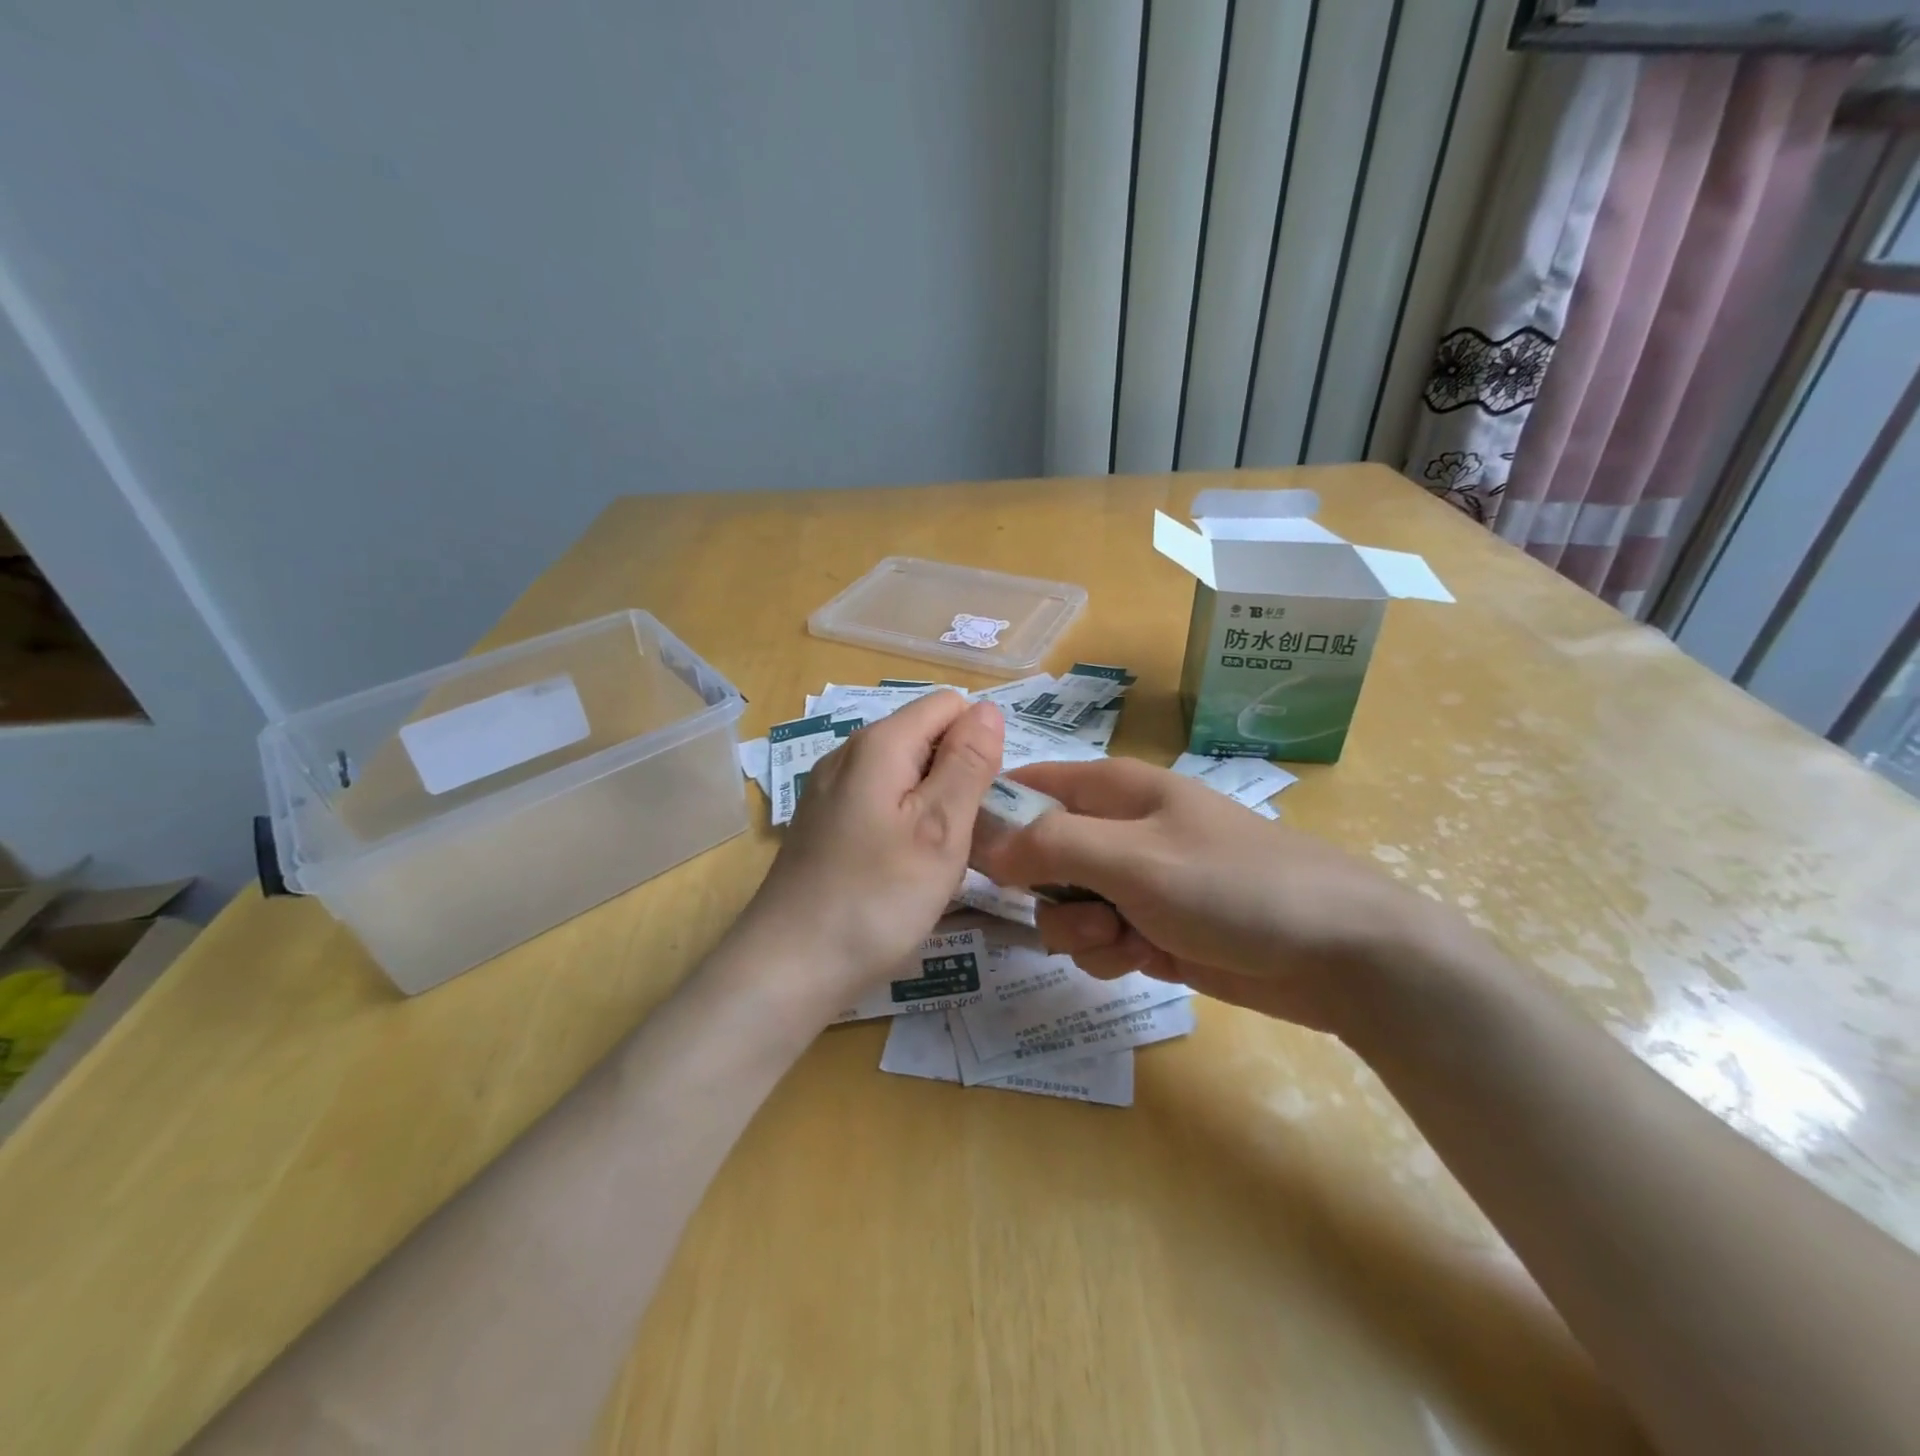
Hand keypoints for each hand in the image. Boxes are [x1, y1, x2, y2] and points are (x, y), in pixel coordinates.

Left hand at [739, 692, 1004, 1016]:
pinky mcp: (823, 822)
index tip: (981, 800)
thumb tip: (988, 708)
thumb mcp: (940, 829)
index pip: (949, 705)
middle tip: (961, 840)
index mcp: (879, 744)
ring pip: (905, 774)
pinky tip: (900, 871)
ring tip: (934, 862)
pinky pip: (880, 802)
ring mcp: (830, 789)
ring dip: (932, 806)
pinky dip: (904, 825)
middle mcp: (849, 753)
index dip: (978, 742)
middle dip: (956, 777)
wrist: (787, 968)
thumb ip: (968, 763)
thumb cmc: (875, 900)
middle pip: (925, 737)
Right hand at [975, 757, 1449, 1035]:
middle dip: (1046, 890)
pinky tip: (1142, 961)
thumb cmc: (1234, 885)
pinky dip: (1109, 955)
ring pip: (1066, 904)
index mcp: (1114, 790)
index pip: (1032, 786)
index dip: (996, 815)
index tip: (970, 858)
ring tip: (1124, 940)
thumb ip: (1051, 846)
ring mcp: (1137, 882)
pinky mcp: (1152, 928)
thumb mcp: (1133, 858)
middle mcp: (1120, 830)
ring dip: (1079, 930)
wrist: (1338, 953)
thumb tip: (984, 842)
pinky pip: (1099, 939)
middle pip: (1040, 854)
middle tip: (1078, 907)